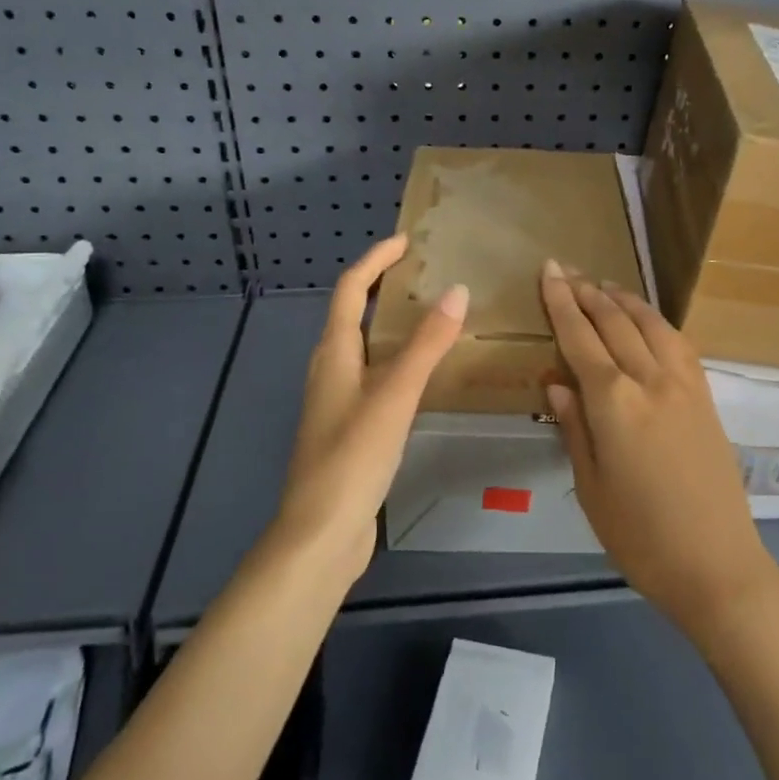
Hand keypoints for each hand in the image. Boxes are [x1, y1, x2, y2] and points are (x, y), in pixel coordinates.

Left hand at [273, 235, 467, 581]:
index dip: (375, 261)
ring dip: (393, 325)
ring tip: (434, 317)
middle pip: (353, 315)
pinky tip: (426, 376)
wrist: (321, 537)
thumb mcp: (394, 396)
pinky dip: (399, 361)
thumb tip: (457, 290)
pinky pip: (376, 377)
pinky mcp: (351, 429)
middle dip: (384, 288)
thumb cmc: (352, 459)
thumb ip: (426, 344)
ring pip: (366, 348)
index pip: (350, 291)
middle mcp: (331, 371)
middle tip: (427, 276)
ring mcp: (339, 402)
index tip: (407, 242)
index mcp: (333, 354)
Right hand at [539, 261, 778, 644]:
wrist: (717, 564)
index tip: (549, 271)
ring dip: (623, 299)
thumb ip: (574, 427)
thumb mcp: (591, 488)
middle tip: (567, 270)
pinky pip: (678, 342)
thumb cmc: (641, 537)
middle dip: (588, 292)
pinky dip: (656, 320)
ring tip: (602, 284)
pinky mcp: (705, 395)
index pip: (581, 338)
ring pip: (650, 323)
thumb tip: (556, 382)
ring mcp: (684, 384)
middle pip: (615, 322)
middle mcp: (650, 380)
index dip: (562, 302)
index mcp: (614, 404)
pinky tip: (646, 318)